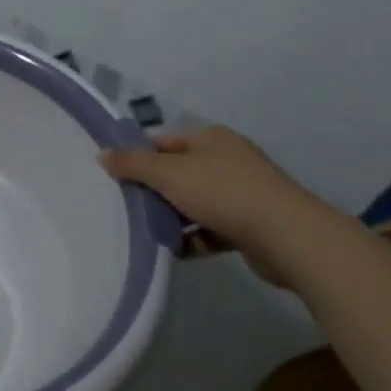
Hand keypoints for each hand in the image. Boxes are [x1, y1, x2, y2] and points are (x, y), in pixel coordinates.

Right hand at [100, 126, 329, 279]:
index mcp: (211, 139)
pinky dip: (194, 238)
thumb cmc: (222, 193)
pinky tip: (176, 251)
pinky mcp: (252, 225)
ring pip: (194, 202)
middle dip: (154, 191)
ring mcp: (243, 193)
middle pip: (178, 172)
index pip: (163, 142)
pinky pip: (212, 229)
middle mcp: (228, 160)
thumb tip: (102, 155)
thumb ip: (132, 163)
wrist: (288, 237)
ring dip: (173, 217)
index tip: (115, 176)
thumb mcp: (167, 173)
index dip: (138, 156)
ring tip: (148, 232)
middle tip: (127, 206)